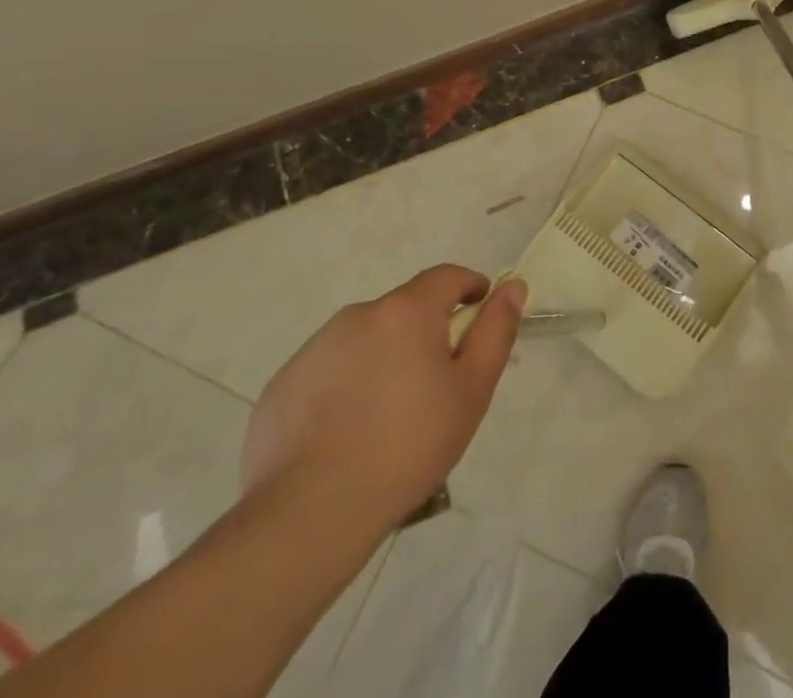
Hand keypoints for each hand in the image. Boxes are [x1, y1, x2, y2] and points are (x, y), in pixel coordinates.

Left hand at [240, 265, 525, 534]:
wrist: (308, 514)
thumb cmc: (407, 446)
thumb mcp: (472, 390)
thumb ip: (496, 331)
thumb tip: (512, 286)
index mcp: (406, 311)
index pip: (447, 277)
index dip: (470, 288)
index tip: (479, 313)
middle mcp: (358, 316)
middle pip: (404, 311)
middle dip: (425, 334)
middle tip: (435, 385)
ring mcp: (314, 350)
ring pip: (364, 341)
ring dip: (383, 360)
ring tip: (388, 419)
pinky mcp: (281, 387)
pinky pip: (327, 374)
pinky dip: (344, 390)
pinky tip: (346, 436)